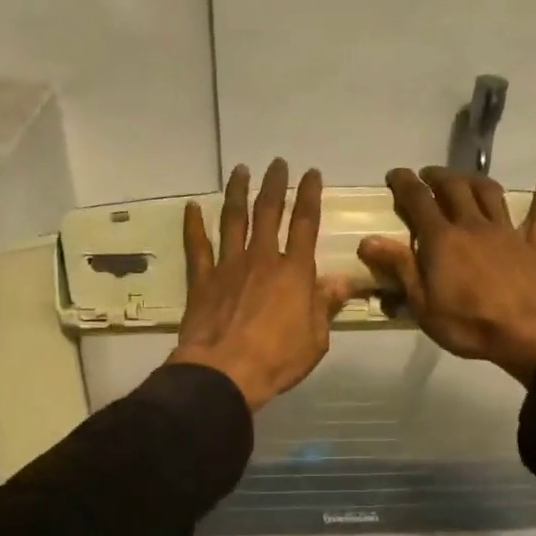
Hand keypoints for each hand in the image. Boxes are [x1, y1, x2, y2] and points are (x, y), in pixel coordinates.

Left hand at [169, 160, 354, 411]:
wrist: (224, 372)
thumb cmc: (277, 360)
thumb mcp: (315, 339)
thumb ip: (325, 306)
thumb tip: (343, 281)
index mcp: (294, 272)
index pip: (305, 224)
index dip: (310, 196)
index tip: (312, 174)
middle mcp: (262, 259)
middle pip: (268, 212)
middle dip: (274, 184)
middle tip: (277, 163)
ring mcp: (228, 266)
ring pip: (233, 220)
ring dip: (237, 192)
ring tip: (240, 170)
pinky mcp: (201, 280)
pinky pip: (197, 246)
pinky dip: (193, 225)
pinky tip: (192, 207)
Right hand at [359, 167, 535, 385]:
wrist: (527, 332)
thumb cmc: (468, 324)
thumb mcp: (423, 304)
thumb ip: (399, 268)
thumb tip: (368, 241)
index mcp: (442, 240)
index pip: (418, 200)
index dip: (404, 183)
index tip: (395, 174)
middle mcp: (473, 225)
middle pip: (454, 188)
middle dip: (437, 176)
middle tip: (427, 175)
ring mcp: (506, 232)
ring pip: (490, 193)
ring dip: (474, 180)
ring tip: (465, 179)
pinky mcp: (533, 244)